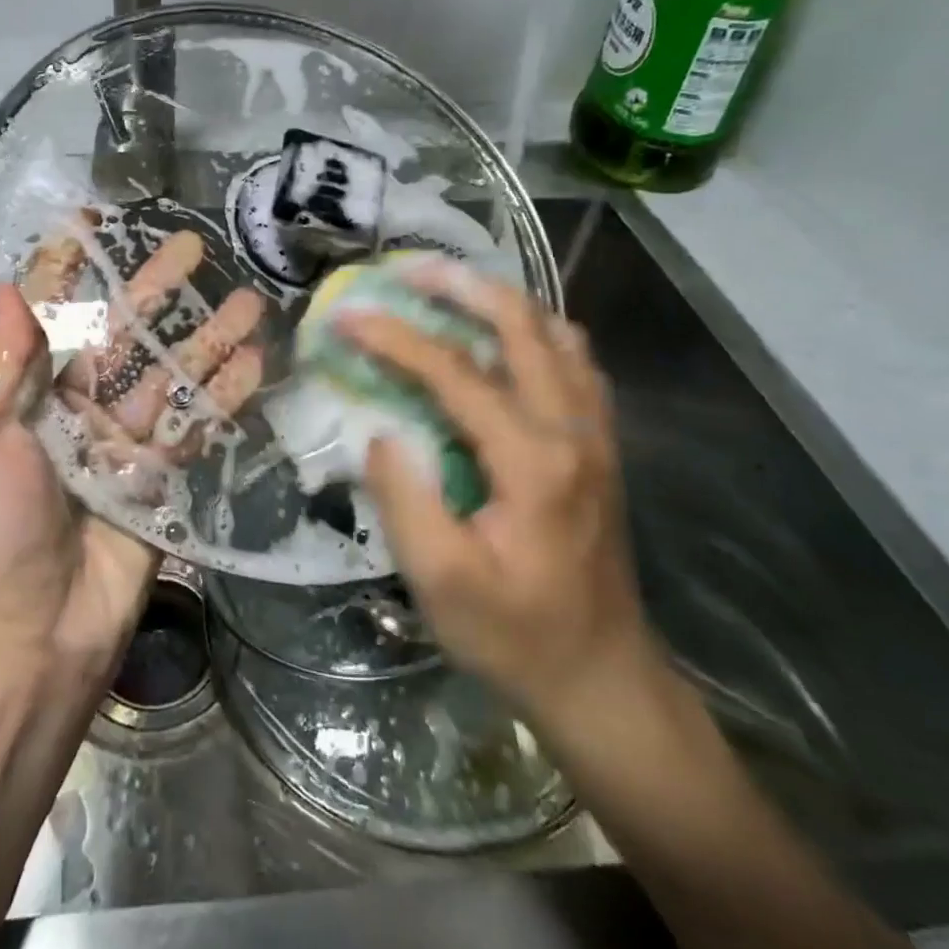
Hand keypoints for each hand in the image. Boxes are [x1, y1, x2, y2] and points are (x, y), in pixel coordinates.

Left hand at [0, 230, 265, 674]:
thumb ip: (5, 366)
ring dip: (208, 338)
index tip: (92, 222)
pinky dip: (225, 395)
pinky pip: (196, 425)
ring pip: (172, 375)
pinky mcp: (161, 476)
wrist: (33, 630)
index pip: (52, 314)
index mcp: (31, 393)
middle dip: (157, 290)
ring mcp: (124, 441)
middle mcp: (79, 407)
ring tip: (247, 301)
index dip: (70, 268)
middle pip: (125, 334)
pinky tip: (256, 363)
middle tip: (194, 247)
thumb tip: (6, 287)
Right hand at [337, 258, 659, 713]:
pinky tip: (502, 338)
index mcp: (534, 462)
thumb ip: (404, 497)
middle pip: (522, 326)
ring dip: (503, 300)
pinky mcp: (601, 445)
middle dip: (461, 286)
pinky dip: (535, 331)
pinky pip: (574, 362)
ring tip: (451, 290)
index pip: (455, 373)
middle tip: (409, 270)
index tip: (347, 316)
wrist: (602, 679)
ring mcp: (597, 434)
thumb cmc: (514, 635)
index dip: (395, 338)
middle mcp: (575, 431)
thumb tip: (379, 430)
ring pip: (558, 334)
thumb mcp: (441, 582)